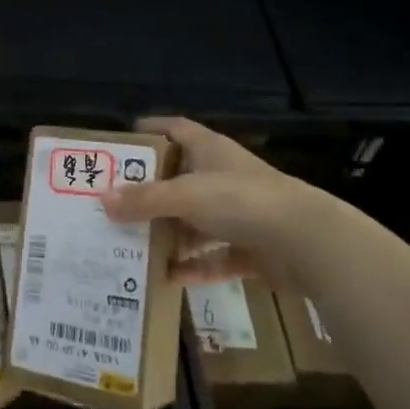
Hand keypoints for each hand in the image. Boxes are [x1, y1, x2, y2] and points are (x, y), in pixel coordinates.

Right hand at [103, 117, 345, 287]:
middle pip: (181, 180)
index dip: (150, 131)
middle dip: (150, 194)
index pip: (175, 129)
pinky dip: (194, 267)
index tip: (120, 145)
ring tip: (132, 245)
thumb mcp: (186, 196)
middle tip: (114, 206)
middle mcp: (224, 178)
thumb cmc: (242, 201)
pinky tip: (167, 279)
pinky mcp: (253, 249)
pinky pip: (215, 257)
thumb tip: (101, 200)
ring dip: (170, 234)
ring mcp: (241, 215)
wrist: (307, 243)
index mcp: (210, 150)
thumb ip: (145, 200)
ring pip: (196, 222)